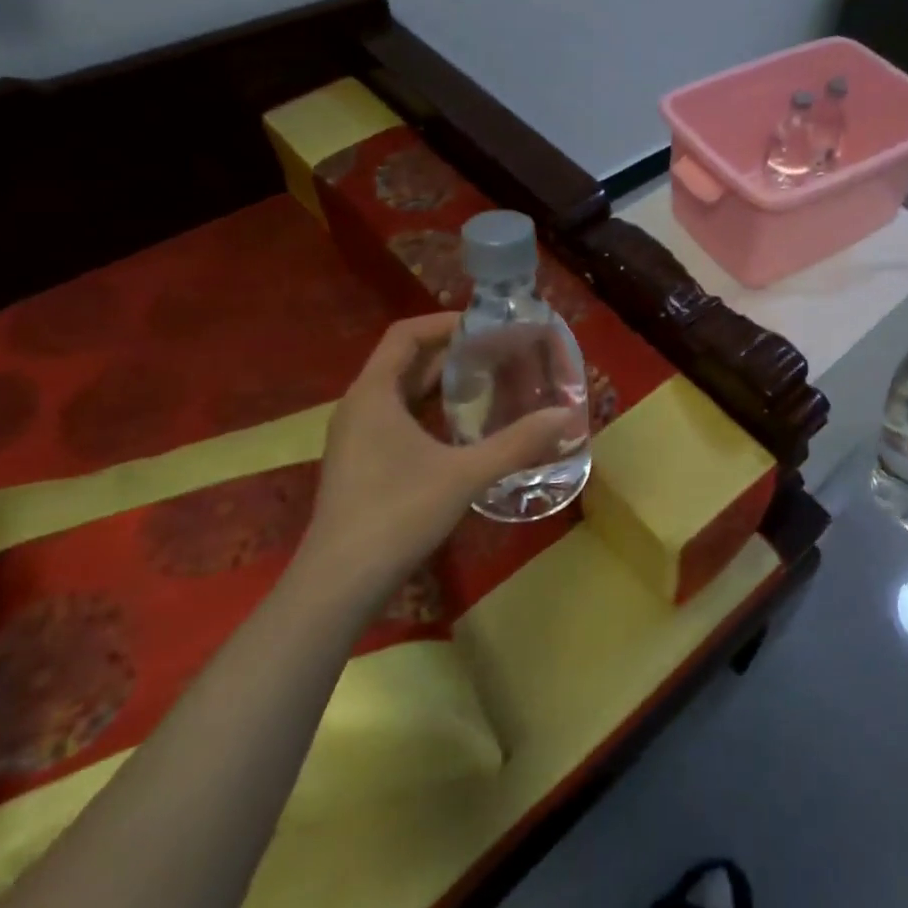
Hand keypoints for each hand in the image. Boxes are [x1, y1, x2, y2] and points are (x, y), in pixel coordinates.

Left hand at [295, 314, 575, 604]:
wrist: (340, 584)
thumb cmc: (397, 514)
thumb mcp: (465, 474)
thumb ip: (517, 442)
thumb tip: (568, 416)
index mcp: (373, 394)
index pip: (406, 335)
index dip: (446, 322)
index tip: (487, 325)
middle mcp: (360, 407)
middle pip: (406, 362)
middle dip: (453, 354)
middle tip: (501, 353)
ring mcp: (358, 438)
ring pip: (403, 394)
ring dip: (443, 385)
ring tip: (491, 384)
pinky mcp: (363, 464)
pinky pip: (399, 420)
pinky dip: (432, 413)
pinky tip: (465, 430)